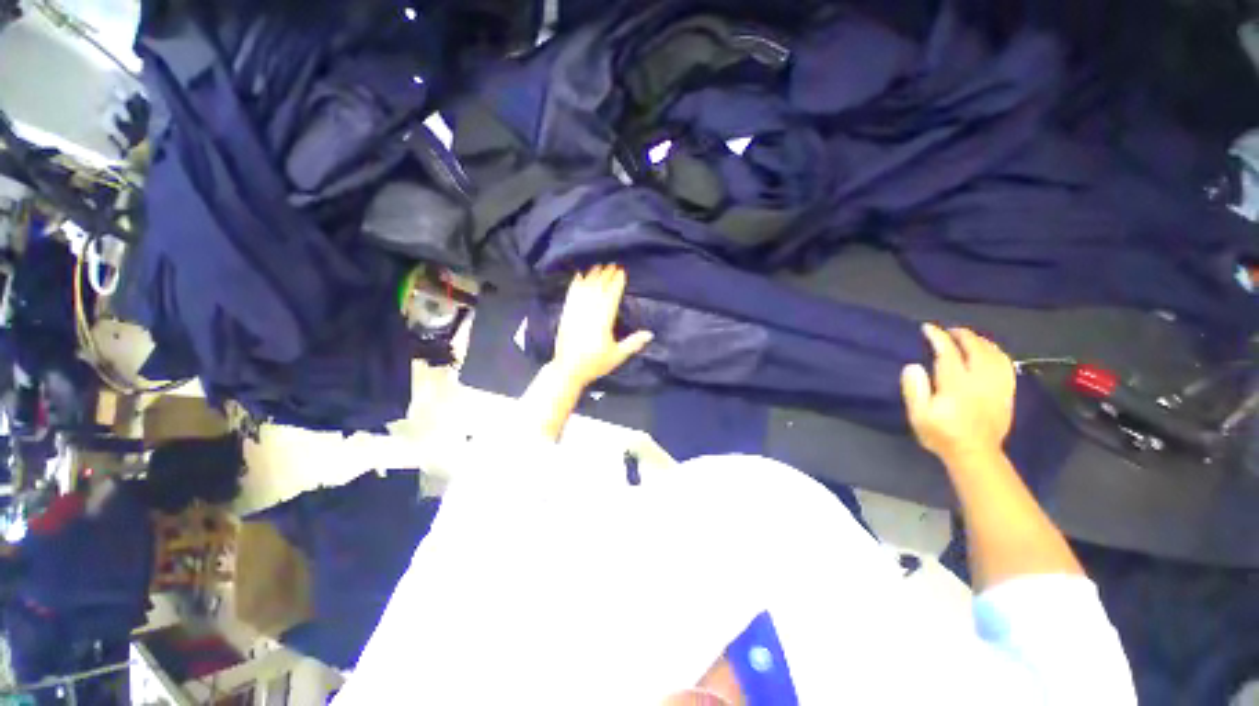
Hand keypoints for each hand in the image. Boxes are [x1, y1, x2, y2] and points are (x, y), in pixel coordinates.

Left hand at [551, 265, 653, 389]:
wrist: (568, 370)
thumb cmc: (595, 364)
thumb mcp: (617, 356)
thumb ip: (633, 343)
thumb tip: (650, 333)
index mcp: (602, 323)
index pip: (610, 298)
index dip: (616, 284)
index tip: (622, 272)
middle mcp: (588, 314)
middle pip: (598, 290)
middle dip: (606, 276)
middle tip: (612, 264)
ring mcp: (575, 313)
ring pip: (584, 290)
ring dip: (592, 277)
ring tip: (598, 266)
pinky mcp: (565, 315)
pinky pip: (570, 296)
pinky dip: (575, 285)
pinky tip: (578, 276)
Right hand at [901, 324, 1015, 462]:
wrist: (975, 454)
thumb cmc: (941, 434)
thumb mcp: (918, 415)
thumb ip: (914, 390)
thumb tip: (913, 366)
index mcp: (956, 385)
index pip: (948, 353)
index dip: (938, 337)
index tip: (928, 328)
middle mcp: (980, 380)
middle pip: (975, 348)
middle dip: (961, 335)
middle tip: (948, 330)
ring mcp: (997, 385)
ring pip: (994, 354)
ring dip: (980, 341)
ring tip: (968, 338)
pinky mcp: (1007, 392)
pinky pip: (1006, 364)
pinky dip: (996, 352)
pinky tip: (989, 352)